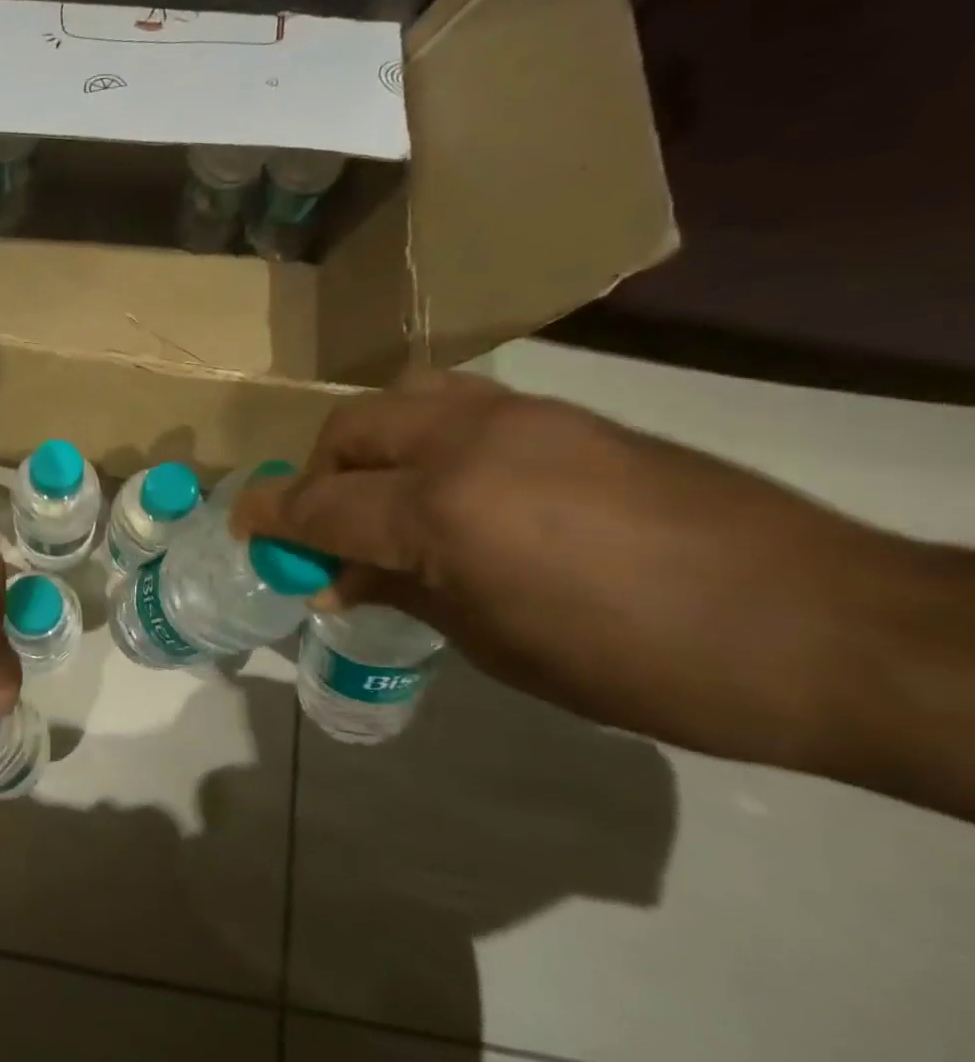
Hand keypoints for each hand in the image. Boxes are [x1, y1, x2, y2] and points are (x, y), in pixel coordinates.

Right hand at [232, 371, 945, 774]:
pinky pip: (459, 403)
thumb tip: (343, 578)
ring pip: (402, 397)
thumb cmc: (635, 664)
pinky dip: (424, 434)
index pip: (322, 504)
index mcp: (441, 511)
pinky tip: (451, 483)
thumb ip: (403, 592)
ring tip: (382, 494)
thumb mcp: (494, 644)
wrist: (818, 626)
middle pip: (350, 429)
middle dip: (316, 473)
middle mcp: (466, 443)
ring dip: (368, 442)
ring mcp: (519, 416)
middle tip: (322, 526)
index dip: (272, 517)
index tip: (243, 528)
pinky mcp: (564, 413)